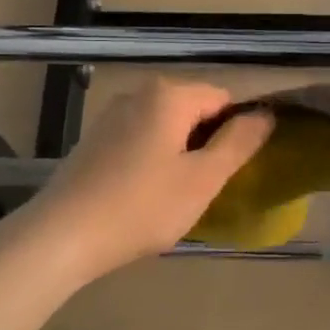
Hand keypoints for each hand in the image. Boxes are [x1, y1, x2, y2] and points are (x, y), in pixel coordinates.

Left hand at [20, 78, 273, 286]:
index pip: (224, 99)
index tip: (237, 169)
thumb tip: (266, 114)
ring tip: (180, 195)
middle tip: (209, 187)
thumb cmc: (142, 207)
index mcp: (169, 95)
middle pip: (195, 110)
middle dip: (209, 143)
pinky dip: (156, 159)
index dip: (239, 131)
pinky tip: (149, 194)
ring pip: (168, 127)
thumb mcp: (203, 179)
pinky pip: (143, 139)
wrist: (62, 236)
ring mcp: (112, 115)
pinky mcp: (96, 140)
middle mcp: (139, 93)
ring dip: (183, 154)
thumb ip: (239, 142)